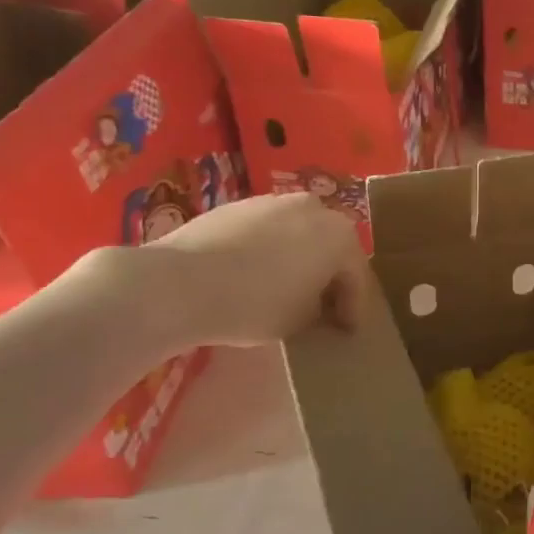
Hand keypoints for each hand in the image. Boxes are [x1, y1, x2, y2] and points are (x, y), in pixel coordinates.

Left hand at [136, 193, 364, 349]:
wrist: (176, 284)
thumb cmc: (255, 304)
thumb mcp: (301, 321)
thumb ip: (321, 310)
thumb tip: (316, 306)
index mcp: (341, 236)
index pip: (357, 276)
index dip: (354, 308)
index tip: (347, 331)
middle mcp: (315, 209)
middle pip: (330, 247)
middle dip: (329, 275)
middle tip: (322, 306)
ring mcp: (273, 202)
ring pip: (298, 234)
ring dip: (298, 259)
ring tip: (284, 288)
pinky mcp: (236, 206)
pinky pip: (265, 231)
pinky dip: (266, 251)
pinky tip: (250, 275)